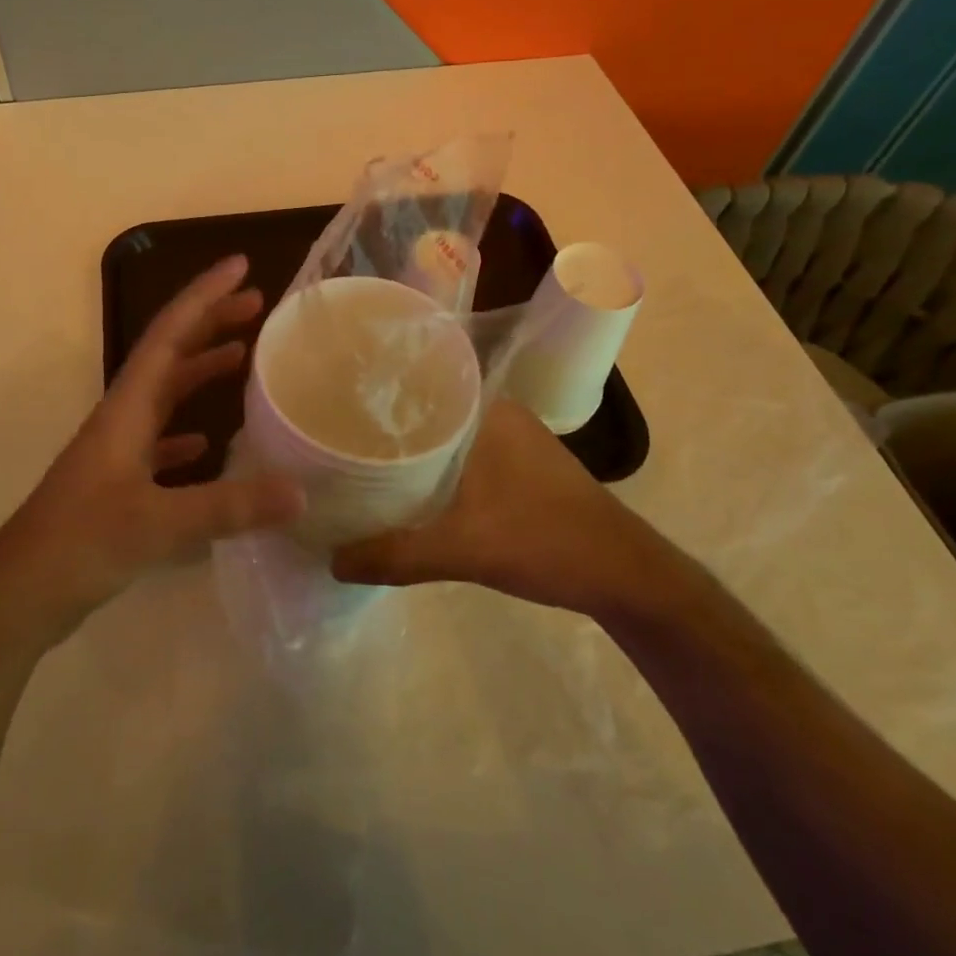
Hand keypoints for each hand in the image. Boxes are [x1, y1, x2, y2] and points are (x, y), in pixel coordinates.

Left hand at [0, 256, 303, 643]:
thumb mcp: (159, 523)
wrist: (21, 592)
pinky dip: (186, 429)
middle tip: (256, 304)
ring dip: (201, 369)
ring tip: (242, 356)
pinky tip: (209, 442)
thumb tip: (301, 492)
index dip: (204, 296)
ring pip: (166, 394)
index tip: (240, 266)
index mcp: (127, 408)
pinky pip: (160, 440)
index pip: (169, 334)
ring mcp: (118, 450)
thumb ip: (229, 507)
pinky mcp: (118, 481)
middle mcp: (123, 417)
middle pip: (170, 354)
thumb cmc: (82, 543)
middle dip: (210, 322)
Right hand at [330, 397, 687, 621]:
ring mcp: (510, 438)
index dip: (373, 389)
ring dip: (410, 447)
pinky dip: (433, 465)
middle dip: (383, 422)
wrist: (625, 575)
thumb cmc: (546, 541)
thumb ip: (395, 555)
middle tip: (334, 434)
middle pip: (425, 407)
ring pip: (443, 433)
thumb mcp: (463, 550)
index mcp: (485, 408)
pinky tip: (406, 486)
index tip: (330, 400)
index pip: (417, 380)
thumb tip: (331, 561)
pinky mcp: (517, 464)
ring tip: (359, 458)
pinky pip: (460, 453)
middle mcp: (497, 411)